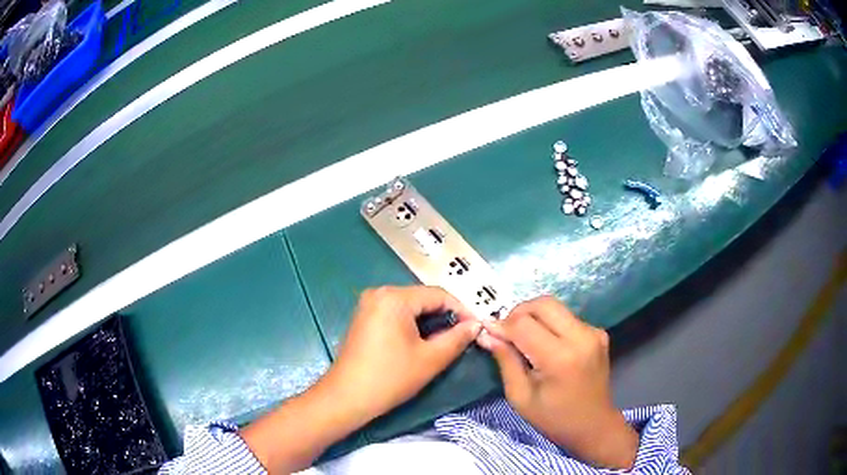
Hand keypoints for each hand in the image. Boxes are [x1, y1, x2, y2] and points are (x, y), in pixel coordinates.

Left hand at [242, 286, 480, 472]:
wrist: (346, 398)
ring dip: (430, 321)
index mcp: (394, 297)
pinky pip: (396, 314)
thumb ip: (457, 338)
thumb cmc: (390, 378)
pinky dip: (413, 325)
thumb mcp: (430, 359)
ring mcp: (369, 305)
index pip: (439, 295)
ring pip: (410, 307)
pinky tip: (423, 341)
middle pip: (423, 298)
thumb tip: (475, 325)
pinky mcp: (364, 318)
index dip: (462, 310)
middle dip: (446, 316)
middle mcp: (379, 293)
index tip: (478, 327)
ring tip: (448, 340)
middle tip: (465, 335)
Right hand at [477, 296, 637, 469]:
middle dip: (518, 313)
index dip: (502, 325)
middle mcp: (581, 337)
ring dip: (534, 317)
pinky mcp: (598, 332)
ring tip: (522, 338)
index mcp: (560, 358)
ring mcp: (593, 332)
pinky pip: (567, 317)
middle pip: (543, 304)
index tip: (488, 333)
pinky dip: (550, 324)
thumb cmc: (553, 418)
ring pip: (555, 307)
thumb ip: (505, 361)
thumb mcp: (520, 396)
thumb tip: (487, 334)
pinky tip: (544, 344)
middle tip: (506, 332)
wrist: (594, 425)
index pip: (524, 324)